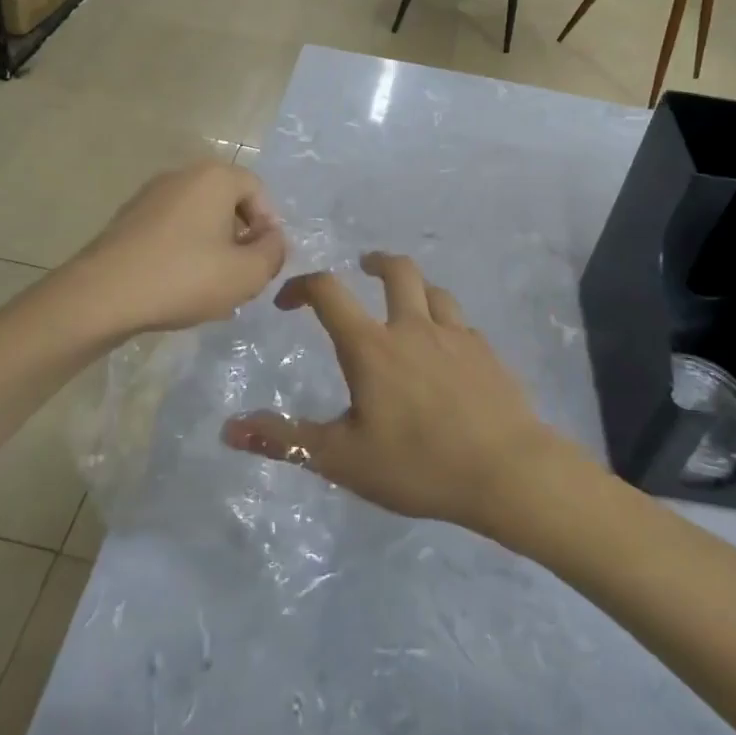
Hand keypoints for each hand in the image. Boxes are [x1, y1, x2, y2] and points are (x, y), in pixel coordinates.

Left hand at [68, 162, 285, 335]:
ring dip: (212, 248)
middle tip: (241, 275)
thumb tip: (272, 239)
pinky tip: (179, 286)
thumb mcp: (246, 274)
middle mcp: (181, 175)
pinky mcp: (127, 219)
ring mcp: (149, 196)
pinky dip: (183, 251)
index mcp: (214, 177)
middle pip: (226, 202)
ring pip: (198, 218)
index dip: (269, 225)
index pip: (257, 189)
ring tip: (211, 287)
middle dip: (240, 238)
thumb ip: (273, 252)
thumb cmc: (183, 278)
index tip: (264, 260)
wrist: (101, 295)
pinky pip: (171, 230)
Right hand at [220, 254, 577, 533]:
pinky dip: (445, 322)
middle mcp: (412, 327)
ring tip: (406, 303)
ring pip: (433, 290)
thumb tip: (229, 428)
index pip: (328, 293)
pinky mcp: (486, 351)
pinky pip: (460, 322)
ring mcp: (455, 335)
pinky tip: (446, 348)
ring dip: (414, 288)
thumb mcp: (341, 459)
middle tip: (363, 268)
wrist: (506, 472)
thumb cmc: (417, 464)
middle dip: (375, 262)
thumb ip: (285, 439)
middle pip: (395, 270)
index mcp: (372, 346)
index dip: (302, 287)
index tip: (288, 302)